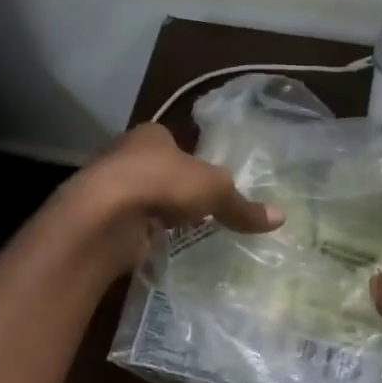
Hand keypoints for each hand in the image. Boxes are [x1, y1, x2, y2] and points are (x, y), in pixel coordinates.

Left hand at [66, 123, 282, 271]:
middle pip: (155, 170)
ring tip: (179, 231)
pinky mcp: (100, 220)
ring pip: (139, 198)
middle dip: (172, 188)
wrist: (104, 215)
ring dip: (155, 213)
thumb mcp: (214, 191)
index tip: (204, 180)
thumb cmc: (161, 183)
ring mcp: (108, 188)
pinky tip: (155, 246)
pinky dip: (141, 235)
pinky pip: (128, 226)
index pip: (173, 142)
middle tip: (196, 209)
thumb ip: (242, 206)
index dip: (190, 159)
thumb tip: (281, 218)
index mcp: (151, 135)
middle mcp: (124, 155)